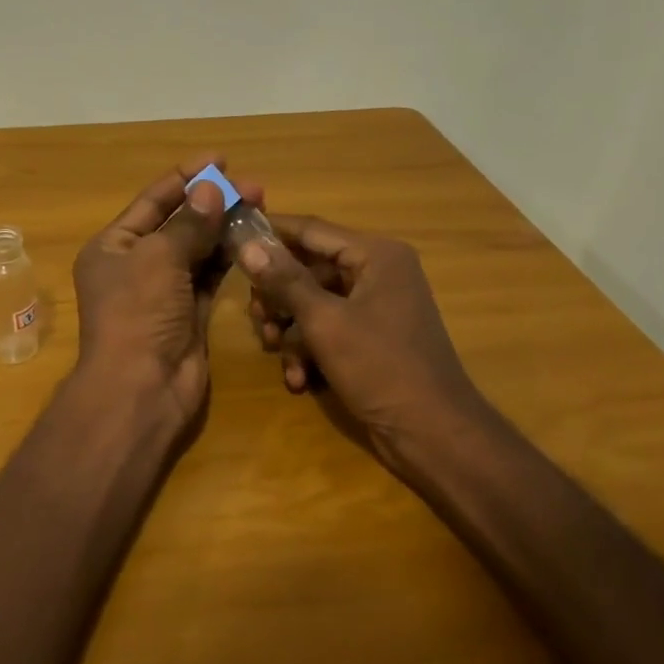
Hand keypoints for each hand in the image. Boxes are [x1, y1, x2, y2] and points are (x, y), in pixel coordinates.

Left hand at [73, 157, 254, 427]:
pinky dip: (229, 258)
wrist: (141, 388)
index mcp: (113, 246)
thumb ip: (189, 224)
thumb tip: (210, 189)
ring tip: (260, 206)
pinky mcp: (189, 314)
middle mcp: (136, 265)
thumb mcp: (159, 259)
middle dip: (212, 202)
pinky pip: (210, 277)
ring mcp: (164, 292)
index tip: (220, 159)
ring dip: (225, 228)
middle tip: (254, 187)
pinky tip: (253, 239)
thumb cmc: (138, 313)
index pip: (152, 202)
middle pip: (178, 224)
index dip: (185, 177)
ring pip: (198, 250)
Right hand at [240, 216, 484, 473]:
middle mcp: (377, 273)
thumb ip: (285, 281)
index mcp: (375, 255)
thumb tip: (248, 245)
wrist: (431, 433)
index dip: (270, 233)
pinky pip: (329, 329)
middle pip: (309, 268)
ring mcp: (375, 307)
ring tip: (276, 352)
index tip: (231, 237)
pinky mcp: (371, 338)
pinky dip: (310, 351)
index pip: (311, 230)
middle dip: (278, 296)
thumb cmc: (380, 366)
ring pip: (314, 303)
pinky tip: (299, 379)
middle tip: (257, 318)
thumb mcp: (325, 321)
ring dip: (290, 329)